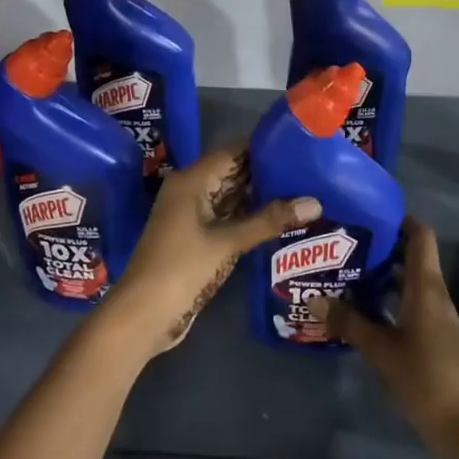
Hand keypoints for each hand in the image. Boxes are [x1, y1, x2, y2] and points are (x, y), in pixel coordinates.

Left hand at [98, 143, 318, 358]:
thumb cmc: (182, 268)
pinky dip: (249, 216)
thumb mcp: (228, 242)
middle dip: (266, 172)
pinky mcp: (197, 237)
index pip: (232, 151)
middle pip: (232, 172)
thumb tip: (315, 202)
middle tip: (308, 170)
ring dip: (260, 196)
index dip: (263, 147)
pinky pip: (227, 217)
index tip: (298, 145)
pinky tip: (280, 218)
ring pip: (230, 196)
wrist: (144, 314)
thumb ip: (269, 220)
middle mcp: (190, 191)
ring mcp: (192, 215)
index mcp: (190, 180)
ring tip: (302, 190)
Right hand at [332, 217, 458, 458]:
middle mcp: (434, 294)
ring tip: (345, 270)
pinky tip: (361, 308)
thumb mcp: (379, 349)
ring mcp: (436, 316)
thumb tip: (312, 299)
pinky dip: (387, 298)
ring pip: (408, 281)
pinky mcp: (433, 336)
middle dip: (381, 245)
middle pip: (412, 256)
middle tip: (343, 241)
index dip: (399, 218)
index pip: (420, 236)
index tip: (368, 211)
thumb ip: (347, 322)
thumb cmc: (423, 377)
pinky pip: (408, 303)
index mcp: (426, 287)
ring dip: (381, 274)